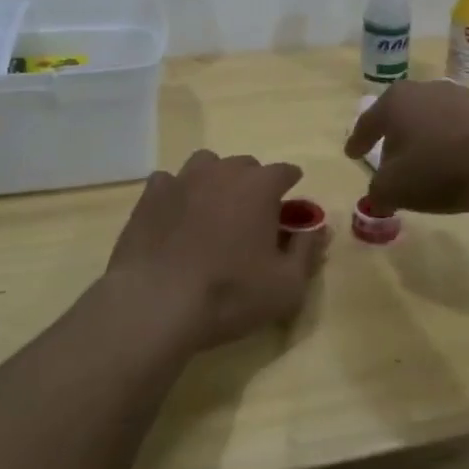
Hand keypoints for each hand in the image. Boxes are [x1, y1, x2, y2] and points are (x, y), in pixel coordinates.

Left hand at [103, 151, 317, 352]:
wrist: (155, 304)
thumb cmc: (229, 295)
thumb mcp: (286, 286)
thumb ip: (307, 252)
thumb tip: (318, 228)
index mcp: (260, 186)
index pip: (285, 171)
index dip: (291, 186)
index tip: (291, 207)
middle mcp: (222, 171)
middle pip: (246, 165)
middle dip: (254, 184)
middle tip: (252, 216)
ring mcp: (182, 179)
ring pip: (207, 164)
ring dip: (216, 180)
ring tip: (214, 209)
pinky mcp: (150, 195)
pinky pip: (169, 181)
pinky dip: (177, 193)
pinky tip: (175, 216)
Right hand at [344, 80, 468, 215]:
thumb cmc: (440, 165)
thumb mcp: (397, 188)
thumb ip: (379, 192)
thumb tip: (378, 194)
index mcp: (395, 102)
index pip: (368, 122)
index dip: (358, 141)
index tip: (352, 154)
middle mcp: (426, 90)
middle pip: (402, 116)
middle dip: (395, 139)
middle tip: (390, 160)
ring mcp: (461, 96)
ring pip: (433, 120)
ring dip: (428, 141)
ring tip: (429, 166)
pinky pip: (462, 128)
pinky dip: (455, 145)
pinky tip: (461, 165)